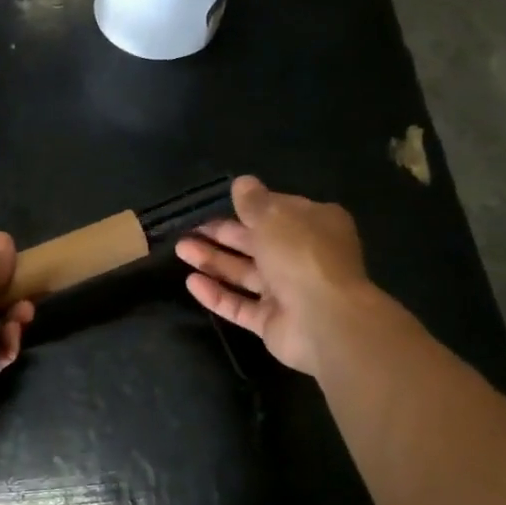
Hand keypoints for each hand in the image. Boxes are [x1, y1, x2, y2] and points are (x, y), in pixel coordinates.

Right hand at [175, 176, 376, 375]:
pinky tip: (191, 282)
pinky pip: (240, 305)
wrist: (324, 320)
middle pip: (257, 242)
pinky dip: (217, 294)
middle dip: (222, 235)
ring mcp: (288, 292)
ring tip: (181, 249)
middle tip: (189, 228)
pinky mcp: (272, 322)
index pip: (278, 211)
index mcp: (314, 225)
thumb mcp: (274, 216)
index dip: (249, 207)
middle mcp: (303, 257)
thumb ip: (254, 201)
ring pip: (245, 273)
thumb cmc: (302, 255)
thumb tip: (242, 183)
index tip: (219, 204)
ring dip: (213, 260)